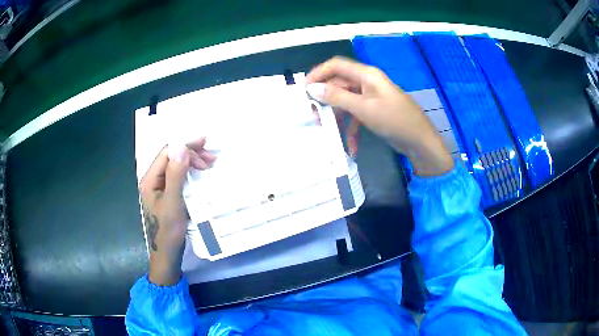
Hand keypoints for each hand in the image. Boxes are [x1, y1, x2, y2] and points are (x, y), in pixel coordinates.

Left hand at [139, 137, 215, 285]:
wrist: (167, 254)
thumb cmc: (168, 230)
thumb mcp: (173, 202)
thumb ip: (175, 175)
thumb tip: (181, 146)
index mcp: (150, 179)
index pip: (167, 153)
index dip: (185, 145)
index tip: (205, 144)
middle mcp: (153, 180)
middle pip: (171, 157)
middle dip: (190, 153)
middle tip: (211, 158)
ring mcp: (160, 188)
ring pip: (175, 166)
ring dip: (191, 162)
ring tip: (209, 164)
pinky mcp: (167, 195)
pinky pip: (178, 176)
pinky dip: (190, 172)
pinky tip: (200, 174)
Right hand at [306, 57, 453, 176]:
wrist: (420, 142)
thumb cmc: (395, 120)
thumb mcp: (364, 109)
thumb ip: (337, 97)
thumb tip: (312, 88)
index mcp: (367, 75)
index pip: (336, 65)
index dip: (318, 73)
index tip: (304, 89)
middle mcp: (368, 82)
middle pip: (340, 83)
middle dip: (326, 98)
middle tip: (313, 113)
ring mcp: (371, 97)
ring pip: (346, 101)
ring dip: (337, 115)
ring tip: (326, 129)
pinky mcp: (374, 111)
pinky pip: (357, 115)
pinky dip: (352, 128)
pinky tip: (351, 146)